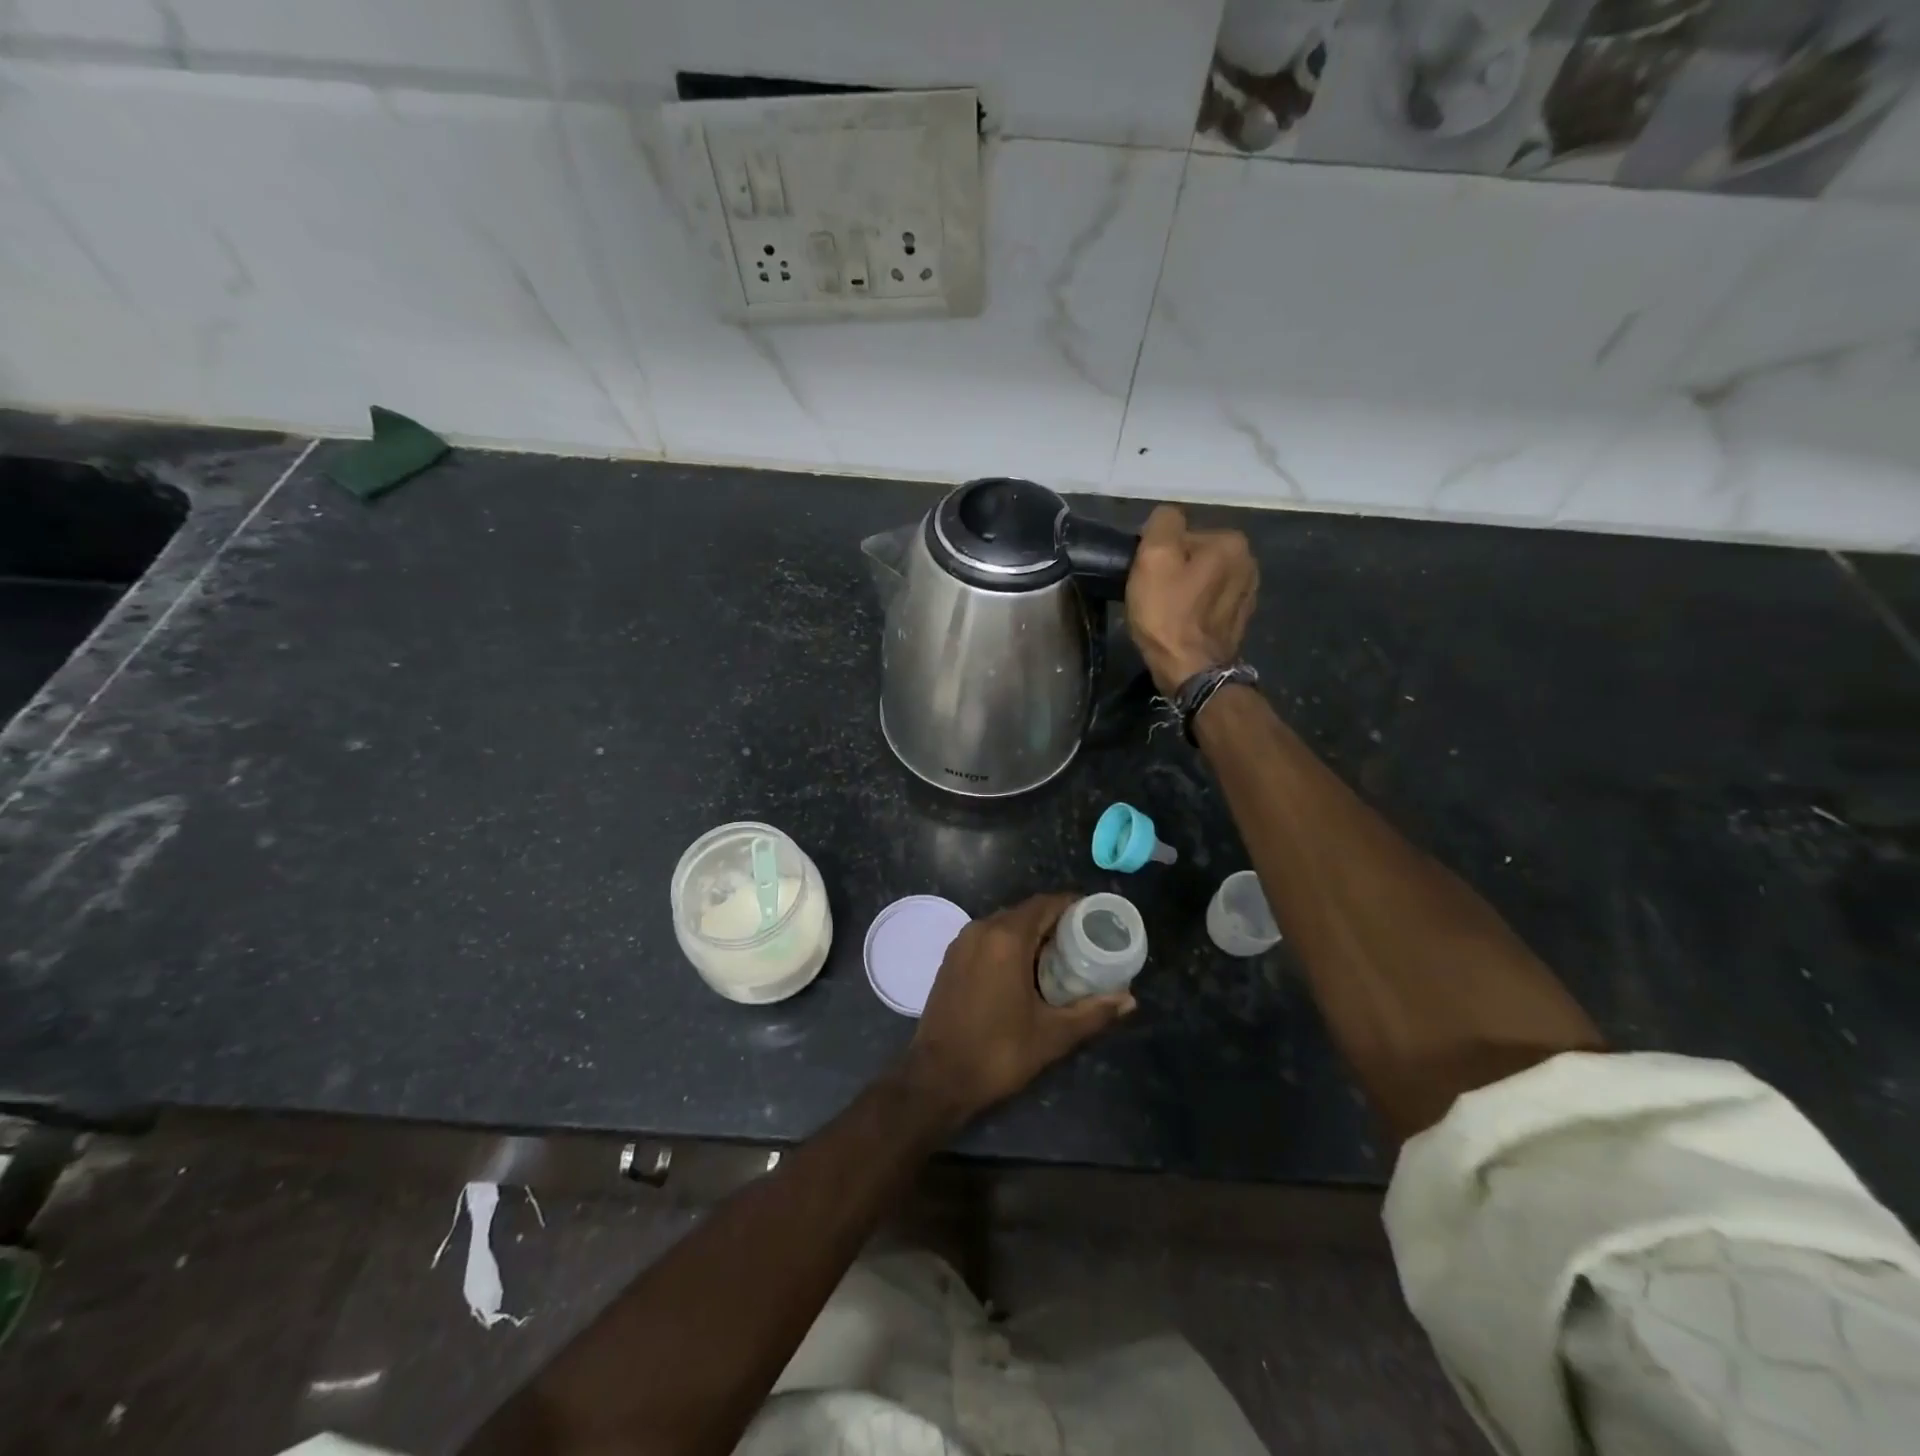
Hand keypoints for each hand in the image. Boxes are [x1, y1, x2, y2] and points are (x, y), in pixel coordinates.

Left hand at [903, 894, 1133, 1122]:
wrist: (937, 1078)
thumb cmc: (998, 1052)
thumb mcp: (1053, 1035)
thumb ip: (1093, 1012)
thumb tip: (1129, 1000)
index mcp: (1006, 938)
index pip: (1045, 904)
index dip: (1072, 906)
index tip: (1095, 919)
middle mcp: (981, 929)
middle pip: (1025, 912)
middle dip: (1054, 922)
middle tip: (1084, 942)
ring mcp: (961, 942)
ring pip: (1004, 924)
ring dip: (1030, 934)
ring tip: (1059, 957)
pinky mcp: (950, 959)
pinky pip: (986, 938)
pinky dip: (1008, 944)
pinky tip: (1024, 970)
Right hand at [1125, 505, 1257, 693]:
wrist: (1191, 671)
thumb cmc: (1168, 614)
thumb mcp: (1154, 558)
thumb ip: (1162, 524)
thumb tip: (1167, 517)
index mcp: (1230, 541)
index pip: (1182, 534)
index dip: (1159, 555)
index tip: (1148, 578)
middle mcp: (1248, 561)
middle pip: (1195, 555)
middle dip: (1174, 571)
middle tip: (1154, 597)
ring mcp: (1248, 592)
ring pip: (1202, 579)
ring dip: (1185, 590)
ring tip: (1168, 613)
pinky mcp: (1241, 619)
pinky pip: (1210, 602)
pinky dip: (1196, 608)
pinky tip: (1184, 624)